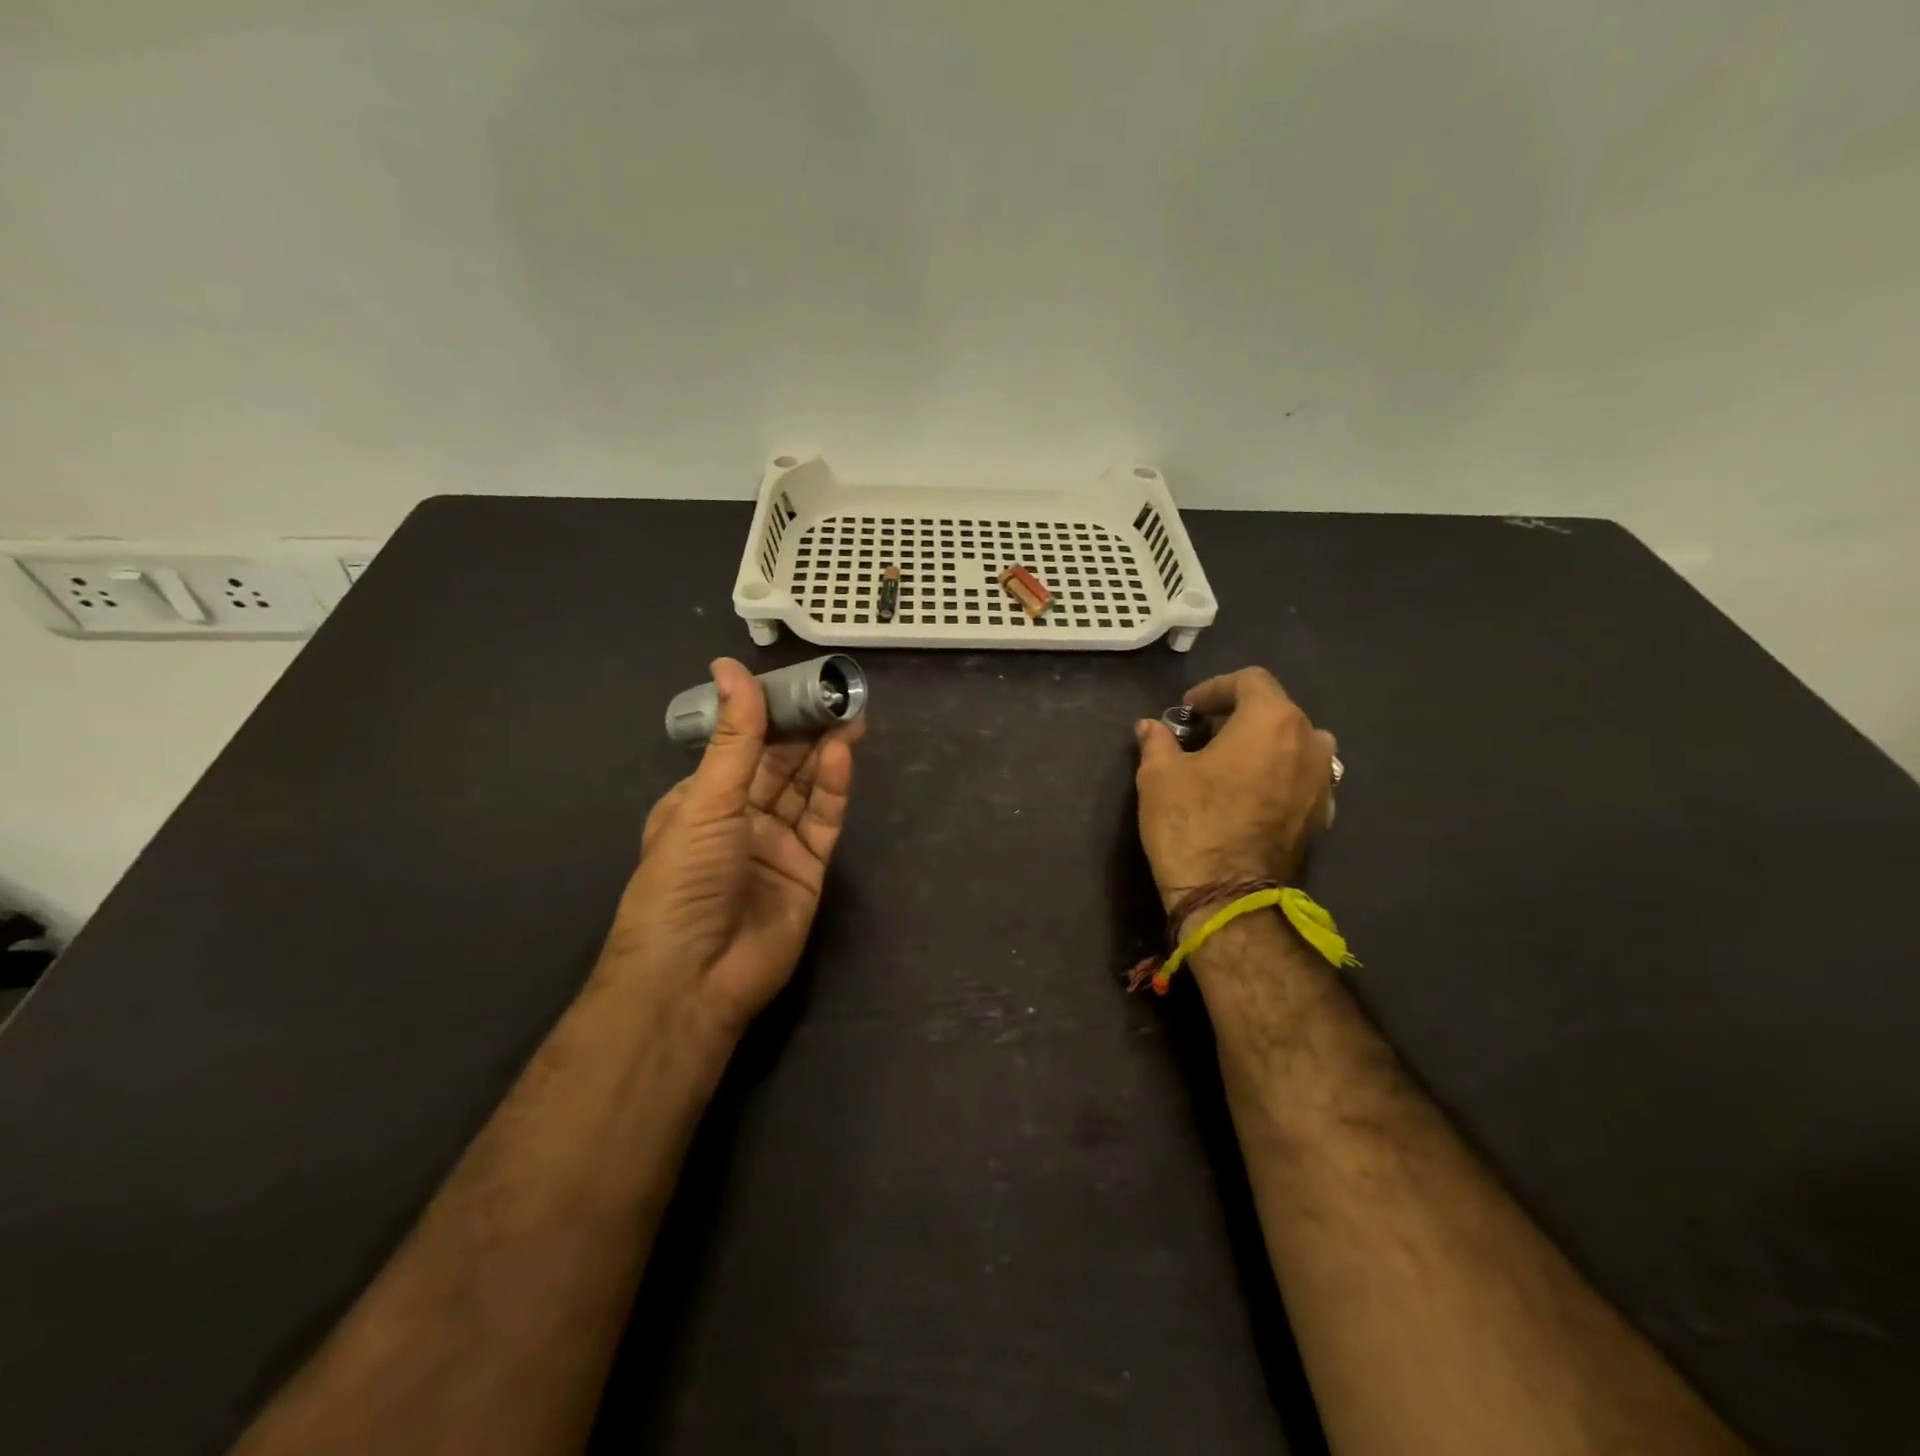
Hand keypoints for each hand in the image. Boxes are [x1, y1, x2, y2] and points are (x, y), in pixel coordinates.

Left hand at [600, 658, 862, 1038]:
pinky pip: (822, 822)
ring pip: (806, 790)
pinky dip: (833, 789)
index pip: (741, 746)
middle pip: (780, 766)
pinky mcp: (808, 870)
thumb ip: (733, 736)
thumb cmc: (685, 879)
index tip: (797, 684)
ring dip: (824, 754)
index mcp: (702, 801)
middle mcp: (741, 819)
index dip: (769, 715)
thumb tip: (730, 665)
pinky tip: (842, 755)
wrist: (695, 976)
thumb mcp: (706, 800)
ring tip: (849, 715)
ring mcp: (776, 845)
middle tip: (835, 695)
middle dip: (805, 730)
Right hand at [1134, 667, 1336, 907]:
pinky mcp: (1322, 816)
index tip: (1188, 710)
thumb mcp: (1159, 775)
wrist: (1227, 896)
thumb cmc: (1190, 822)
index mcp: (1272, 720)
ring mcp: (1322, 782)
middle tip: (1203, 734)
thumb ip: (1157, 742)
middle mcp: (1310, 742)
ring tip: (1230, 763)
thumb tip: (1149, 727)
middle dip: (1239, 716)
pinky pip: (1301, 778)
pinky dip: (1277, 775)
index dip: (1215, 688)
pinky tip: (1248, 795)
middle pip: (1277, 710)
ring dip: (1264, 744)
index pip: (1250, 681)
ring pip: (1296, 744)